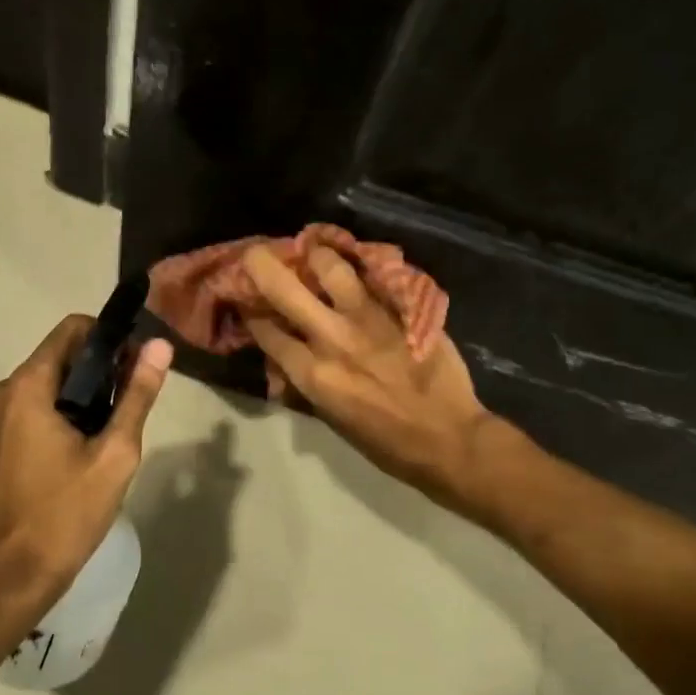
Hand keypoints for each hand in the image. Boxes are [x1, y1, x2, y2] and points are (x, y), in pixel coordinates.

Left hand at [0, 315, 172, 617]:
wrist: (6, 580)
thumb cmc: (64, 516)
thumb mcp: (114, 455)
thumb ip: (137, 396)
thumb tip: (159, 345)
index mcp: (28, 386)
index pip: (73, 329)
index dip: (110, 337)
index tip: (138, 364)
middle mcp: (4, 392)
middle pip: (61, 356)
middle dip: (101, 370)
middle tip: (134, 403)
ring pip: (48, 386)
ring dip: (84, 396)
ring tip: (114, 432)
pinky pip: (34, 410)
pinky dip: (62, 415)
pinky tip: (84, 451)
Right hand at [242, 245, 496, 500]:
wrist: (449, 439)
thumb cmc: (386, 442)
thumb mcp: (332, 419)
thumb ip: (306, 382)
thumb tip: (286, 361)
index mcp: (313, 374)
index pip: (266, 330)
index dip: (250, 312)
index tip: (246, 301)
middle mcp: (333, 339)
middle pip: (284, 288)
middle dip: (262, 265)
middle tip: (257, 254)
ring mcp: (370, 319)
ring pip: (332, 267)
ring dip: (317, 255)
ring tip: (314, 252)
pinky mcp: (402, 309)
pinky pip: (374, 275)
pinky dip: (359, 266)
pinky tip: (355, 261)